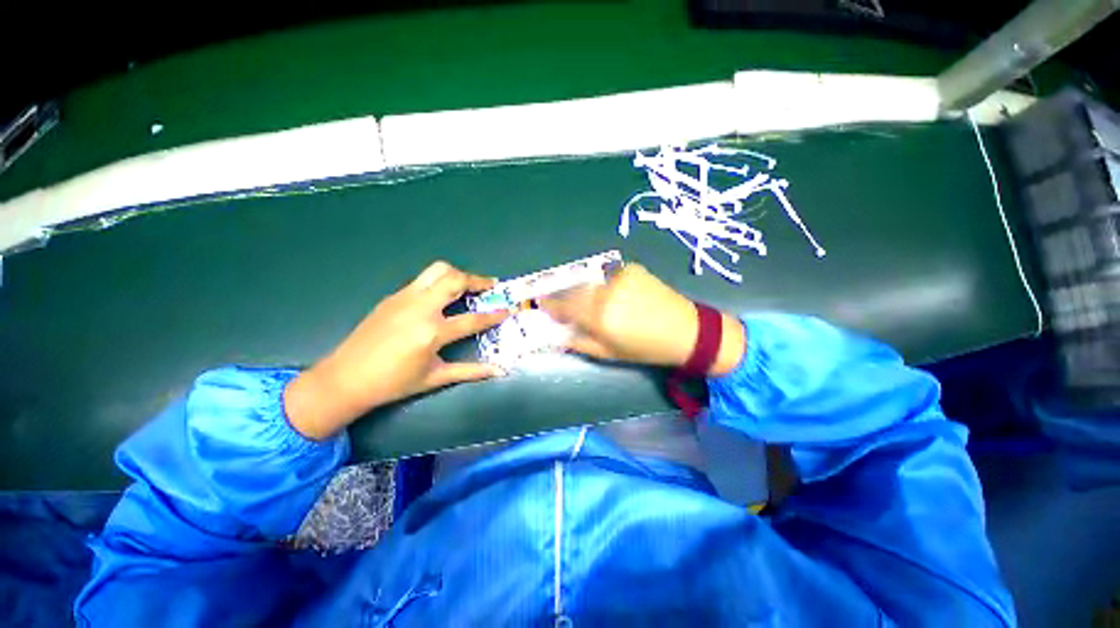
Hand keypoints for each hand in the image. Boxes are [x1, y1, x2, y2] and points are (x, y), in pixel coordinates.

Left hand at [285, 261, 509, 439]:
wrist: (345, 378)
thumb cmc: (393, 383)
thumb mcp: (435, 378)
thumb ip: (470, 371)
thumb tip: (498, 371)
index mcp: (431, 333)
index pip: (472, 319)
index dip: (494, 315)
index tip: (509, 309)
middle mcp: (420, 309)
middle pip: (455, 280)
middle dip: (478, 280)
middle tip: (490, 286)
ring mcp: (404, 298)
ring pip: (437, 271)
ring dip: (458, 274)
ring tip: (468, 285)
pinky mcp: (393, 296)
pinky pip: (423, 280)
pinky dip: (440, 282)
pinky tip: (442, 297)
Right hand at [540, 264, 745, 375]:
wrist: (684, 329)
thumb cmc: (645, 348)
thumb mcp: (609, 353)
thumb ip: (579, 342)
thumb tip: (558, 334)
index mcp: (599, 316)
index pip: (563, 306)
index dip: (550, 305)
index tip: (542, 304)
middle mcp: (605, 292)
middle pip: (572, 289)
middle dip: (562, 294)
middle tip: (559, 300)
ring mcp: (619, 276)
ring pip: (588, 280)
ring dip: (581, 288)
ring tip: (584, 297)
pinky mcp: (631, 268)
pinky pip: (606, 273)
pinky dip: (601, 281)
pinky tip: (609, 291)